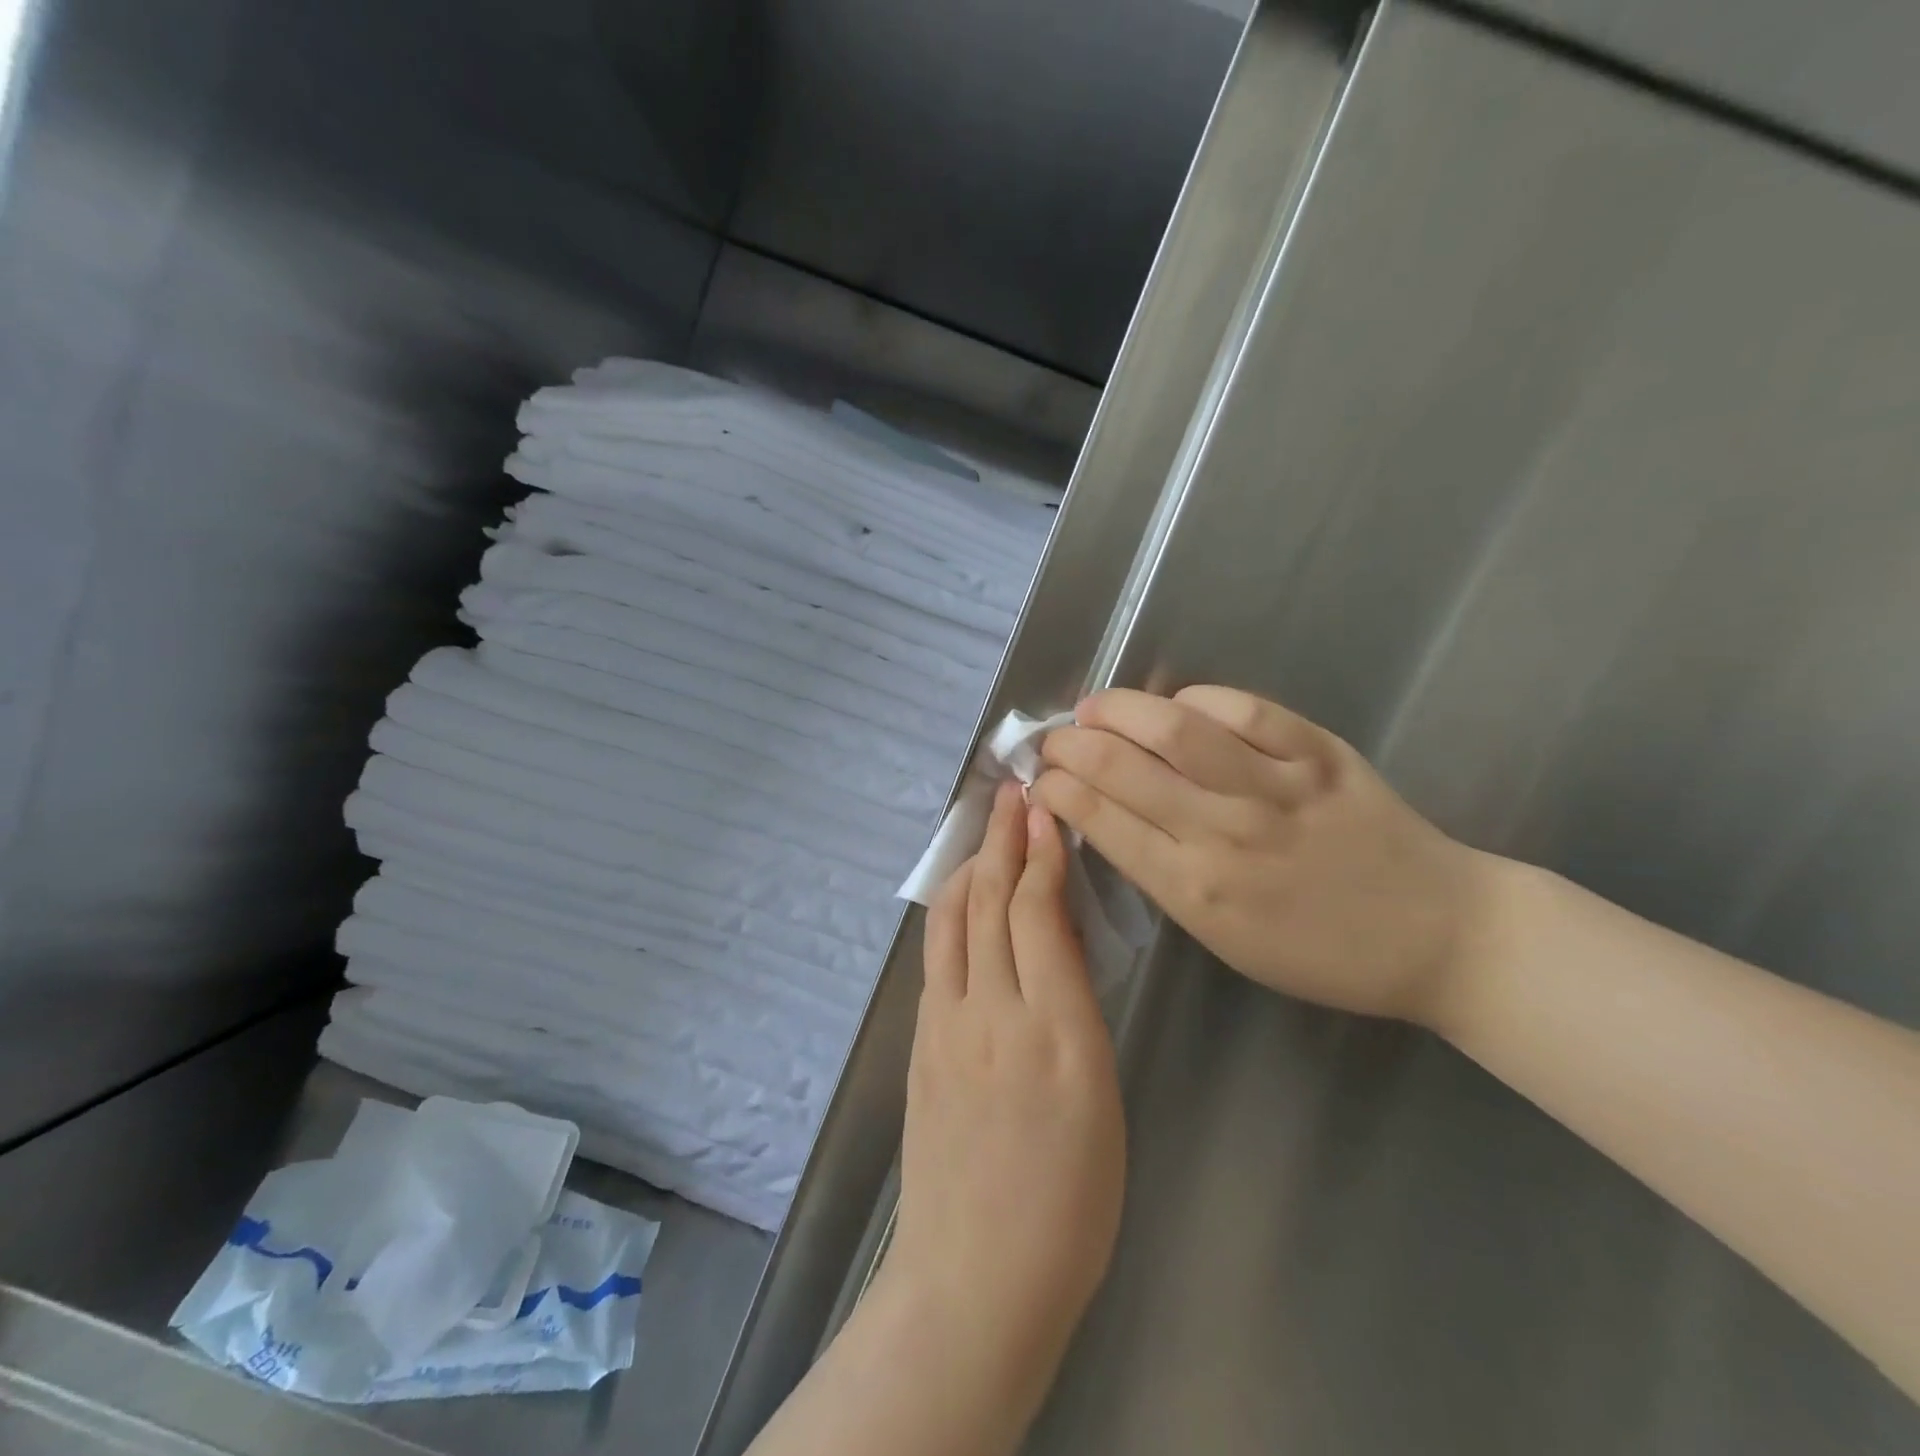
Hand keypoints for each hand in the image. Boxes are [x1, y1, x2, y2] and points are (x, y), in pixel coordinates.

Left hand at [885, 781, 1125, 1373]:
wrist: (976, 1277)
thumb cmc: (1069, 1203)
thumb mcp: (1101, 1097)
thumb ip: (1076, 1007)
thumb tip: (1058, 938)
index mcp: (1057, 1032)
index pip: (1039, 914)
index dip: (1040, 854)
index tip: (1044, 809)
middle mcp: (992, 1014)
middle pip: (990, 903)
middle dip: (1002, 840)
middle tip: (1013, 794)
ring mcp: (944, 1026)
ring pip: (952, 920)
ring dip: (970, 866)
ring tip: (987, 833)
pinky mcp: (919, 1043)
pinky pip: (936, 956)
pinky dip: (951, 911)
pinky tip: (963, 898)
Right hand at [1033, 686, 1491, 1027]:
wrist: (1436, 935)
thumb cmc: (1318, 952)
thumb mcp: (1223, 936)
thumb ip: (1164, 874)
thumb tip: (1109, 814)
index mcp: (1194, 889)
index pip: (1100, 819)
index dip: (1058, 787)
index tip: (1042, 777)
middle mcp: (1224, 832)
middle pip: (1122, 767)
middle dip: (1070, 744)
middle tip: (1056, 739)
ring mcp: (1274, 787)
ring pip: (1174, 727)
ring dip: (1118, 709)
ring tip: (1095, 708)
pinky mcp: (1318, 753)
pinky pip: (1244, 709)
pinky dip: (1197, 699)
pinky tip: (1177, 705)